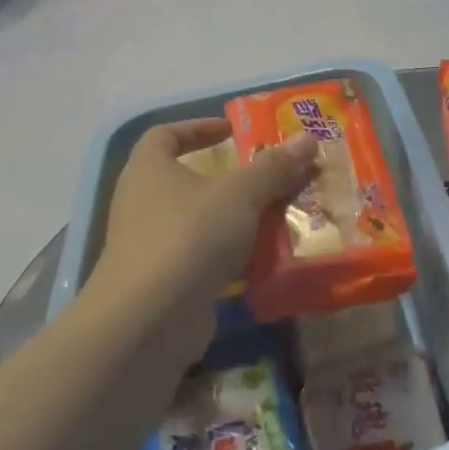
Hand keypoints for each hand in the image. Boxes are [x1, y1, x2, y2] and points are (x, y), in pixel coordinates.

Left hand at [87, 119, 317, 355]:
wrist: (148, 321)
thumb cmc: (189, 236)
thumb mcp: (240, 194)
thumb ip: (274, 166)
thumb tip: (308, 138)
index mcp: (148, 169)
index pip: (165, 134)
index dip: (199, 127)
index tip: (233, 131)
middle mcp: (140, 202)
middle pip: (185, 179)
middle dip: (227, 178)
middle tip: (266, 177)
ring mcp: (147, 245)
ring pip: (196, 221)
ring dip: (232, 218)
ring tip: (275, 216)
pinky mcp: (160, 283)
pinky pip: (199, 257)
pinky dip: (227, 255)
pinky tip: (261, 260)